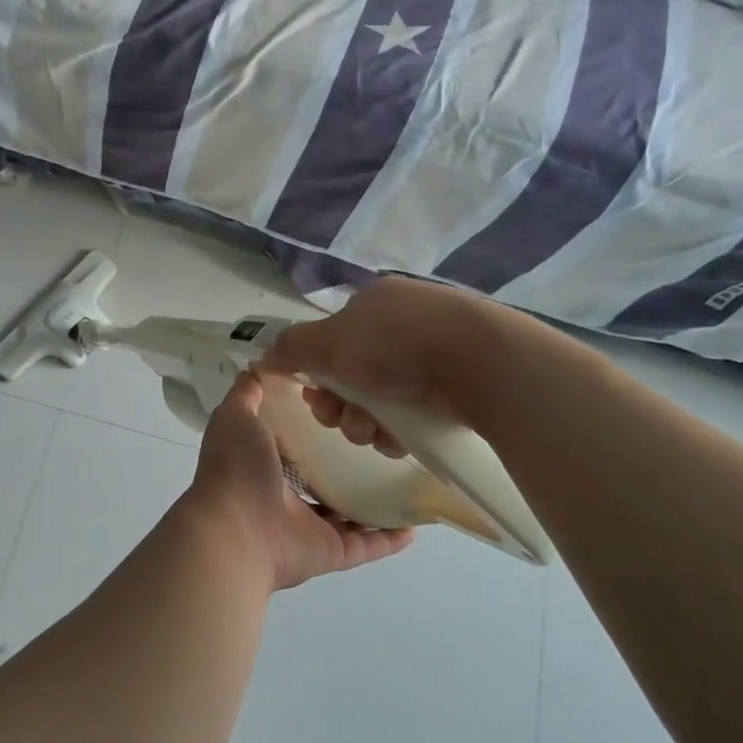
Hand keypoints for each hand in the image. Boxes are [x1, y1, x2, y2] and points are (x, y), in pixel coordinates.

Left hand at [183, 372, 412, 591]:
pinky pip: (366, 545)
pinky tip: (416, 523)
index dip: (315, 425)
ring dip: (373, 500)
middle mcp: (285, 495)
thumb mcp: (236, 416)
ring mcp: (308, 526)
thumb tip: (259, 367)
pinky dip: (389, 538)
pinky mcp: (331, 552)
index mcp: (263, 462)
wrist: (237, 530)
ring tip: (407, 477)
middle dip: (346, 462)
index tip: (347, 404)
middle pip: (323, 477)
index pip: (294, 441)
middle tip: (383, 438)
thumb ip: (247, 394)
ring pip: (347, 513)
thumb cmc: (237, 468)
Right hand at [262, 276, 494, 455]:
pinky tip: (399, 437)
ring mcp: (434, 354)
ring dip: (366, 422)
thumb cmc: (395, 344)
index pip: (332, 342)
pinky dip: (398, 429)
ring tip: (375, 431)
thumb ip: (291, 348)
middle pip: (352, 375)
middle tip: (343, 419)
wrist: (480, 363)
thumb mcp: (330, 342)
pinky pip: (412, 412)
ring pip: (380, 399)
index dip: (317, 374)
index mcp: (374, 304)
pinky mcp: (458, 386)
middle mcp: (402, 325)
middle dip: (341, 405)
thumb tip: (262, 356)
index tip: (314, 398)